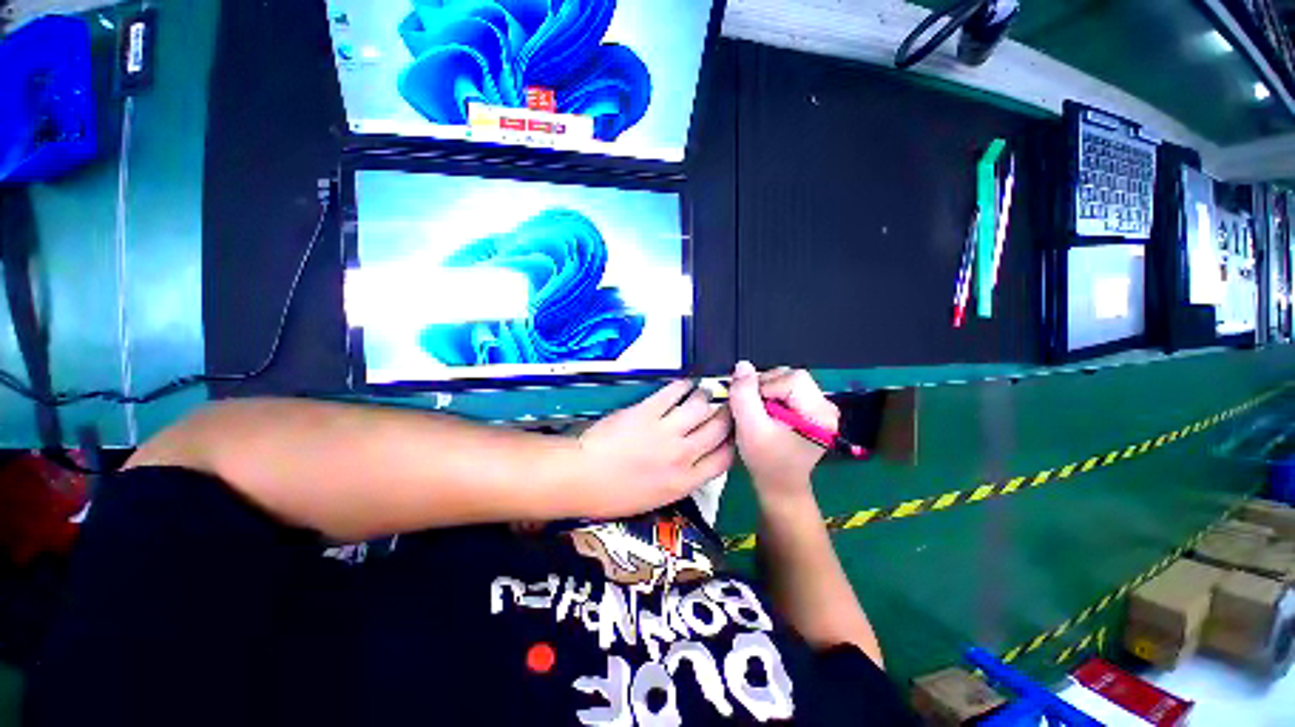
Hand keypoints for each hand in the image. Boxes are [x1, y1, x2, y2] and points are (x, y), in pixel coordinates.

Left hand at [576, 381, 733, 518]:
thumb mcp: (655, 499)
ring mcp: (665, 431)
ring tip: (705, 391)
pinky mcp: (647, 411)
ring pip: (700, 406)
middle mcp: (682, 455)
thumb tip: (694, 460)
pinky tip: (686, 383)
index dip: (733, 442)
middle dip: (727, 415)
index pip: (723, 459)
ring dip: (706, 396)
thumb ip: (680, 480)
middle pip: (718, 429)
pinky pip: (673, 393)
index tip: (733, 432)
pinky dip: (683, 386)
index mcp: (684, 482)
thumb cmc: (614, 495)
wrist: (583, 477)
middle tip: (728, 405)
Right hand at [729, 362, 838, 502]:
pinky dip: (770, 394)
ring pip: (786, 378)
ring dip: (765, 390)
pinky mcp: (810, 408)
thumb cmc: (766, 460)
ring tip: (758, 413)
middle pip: (790, 375)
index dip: (765, 387)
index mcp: (819, 413)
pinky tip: (765, 412)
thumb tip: (742, 365)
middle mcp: (826, 406)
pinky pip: (786, 387)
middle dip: (764, 387)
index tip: (753, 409)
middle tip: (753, 410)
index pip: (791, 378)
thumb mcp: (749, 428)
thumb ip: (744, 395)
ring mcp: (819, 406)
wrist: (779, 483)